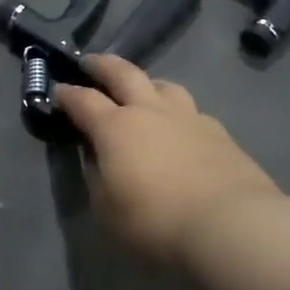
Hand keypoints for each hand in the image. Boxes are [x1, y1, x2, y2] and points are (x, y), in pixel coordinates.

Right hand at [54, 55, 280, 263]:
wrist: (232, 226)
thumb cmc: (156, 221)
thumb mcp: (107, 210)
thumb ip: (97, 178)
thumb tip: (96, 159)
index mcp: (115, 127)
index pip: (82, 100)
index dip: (66, 94)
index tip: (57, 91)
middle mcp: (150, 111)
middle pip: (123, 73)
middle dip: (102, 65)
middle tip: (90, 63)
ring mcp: (189, 118)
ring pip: (164, 85)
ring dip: (146, 83)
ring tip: (142, 91)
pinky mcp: (220, 133)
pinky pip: (192, 112)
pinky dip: (178, 114)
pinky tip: (181, 130)